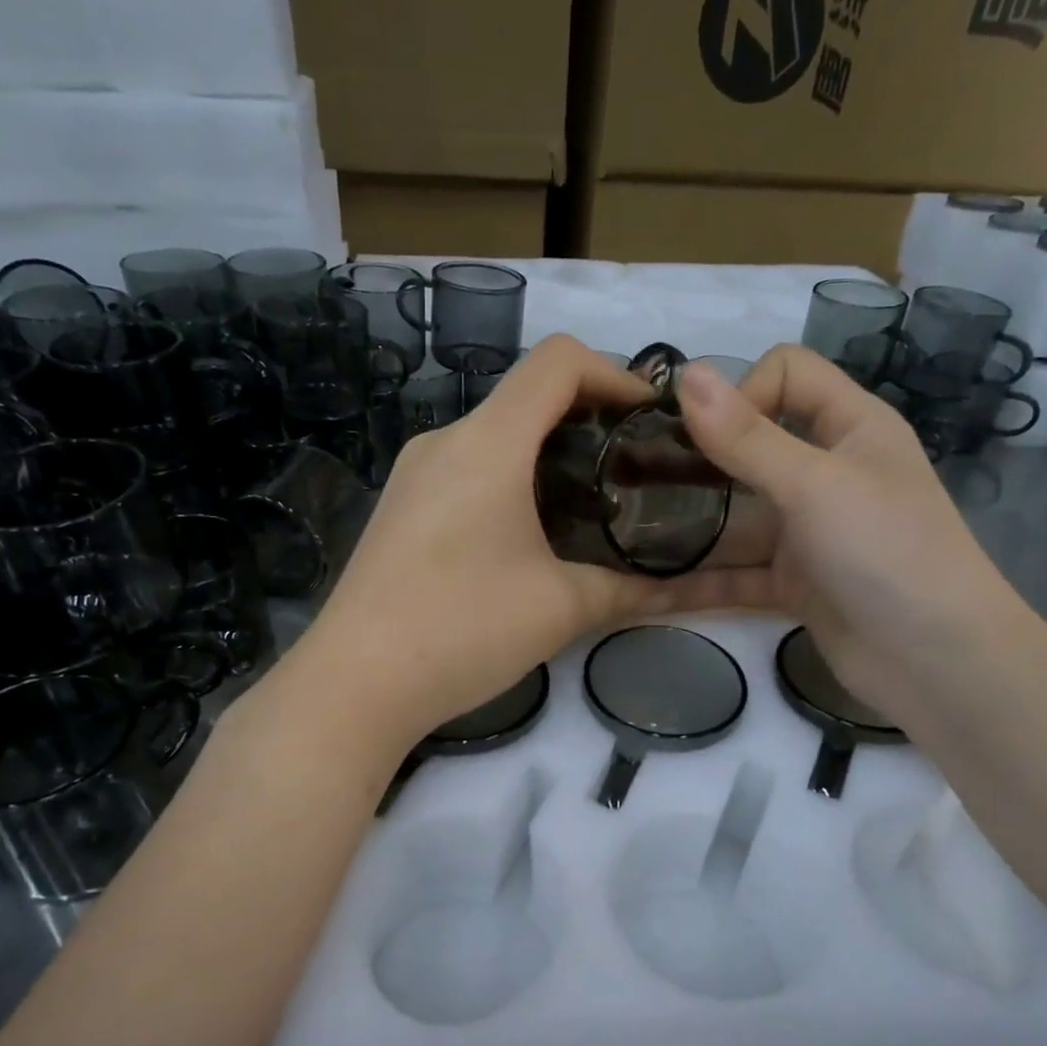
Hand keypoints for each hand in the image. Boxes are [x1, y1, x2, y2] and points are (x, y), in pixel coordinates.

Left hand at [295, 336, 692, 744]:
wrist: (355, 683)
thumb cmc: (463, 629)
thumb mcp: (561, 609)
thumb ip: (632, 590)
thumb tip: (692, 593)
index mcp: (488, 442)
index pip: (558, 361)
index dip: (616, 374)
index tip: (652, 419)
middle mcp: (444, 441)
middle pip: (526, 397)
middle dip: (588, 420)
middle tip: (633, 471)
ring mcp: (413, 475)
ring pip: (494, 437)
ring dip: (546, 455)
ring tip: (589, 506)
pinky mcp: (399, 509)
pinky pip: (465, 471)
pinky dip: (509, 481)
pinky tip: (527, 536)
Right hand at [670, 346, 1027, 718]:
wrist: (935, 661)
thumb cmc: (885, 551)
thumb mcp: (814, 485)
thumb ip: (746, 436)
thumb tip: (686, 374)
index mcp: (850, 427)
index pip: (787, 375)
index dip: (743, 392)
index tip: (704, 437)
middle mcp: (827, 472)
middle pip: (751, 448)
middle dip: (696, 461)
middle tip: (634, 480)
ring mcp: (808, 532)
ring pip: (737, 517)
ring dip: (689, 527)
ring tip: (626, 537)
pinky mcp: (794, 583)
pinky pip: (736, 573)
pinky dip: (698, 582)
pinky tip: (645, 591)